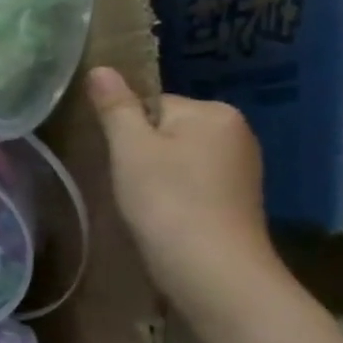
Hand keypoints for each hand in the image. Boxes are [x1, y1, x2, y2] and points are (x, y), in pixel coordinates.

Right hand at [86, 66, 279, 320]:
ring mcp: (242, 170)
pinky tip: (164, 218)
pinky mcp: (238, 201)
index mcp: (214, 112)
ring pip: (177, 159)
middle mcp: (236, 133)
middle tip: (128, 184)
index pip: (152, 104)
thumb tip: (100, 68)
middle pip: (166, 130)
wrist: (215, 273)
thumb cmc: (168, 201)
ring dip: (156, 178)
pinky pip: (192, 184)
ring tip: (144, 205)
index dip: (126, 131)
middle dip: (143, 154)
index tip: (119, 160)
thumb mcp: (131, 148)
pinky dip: (174, 197)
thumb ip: (116, 107)